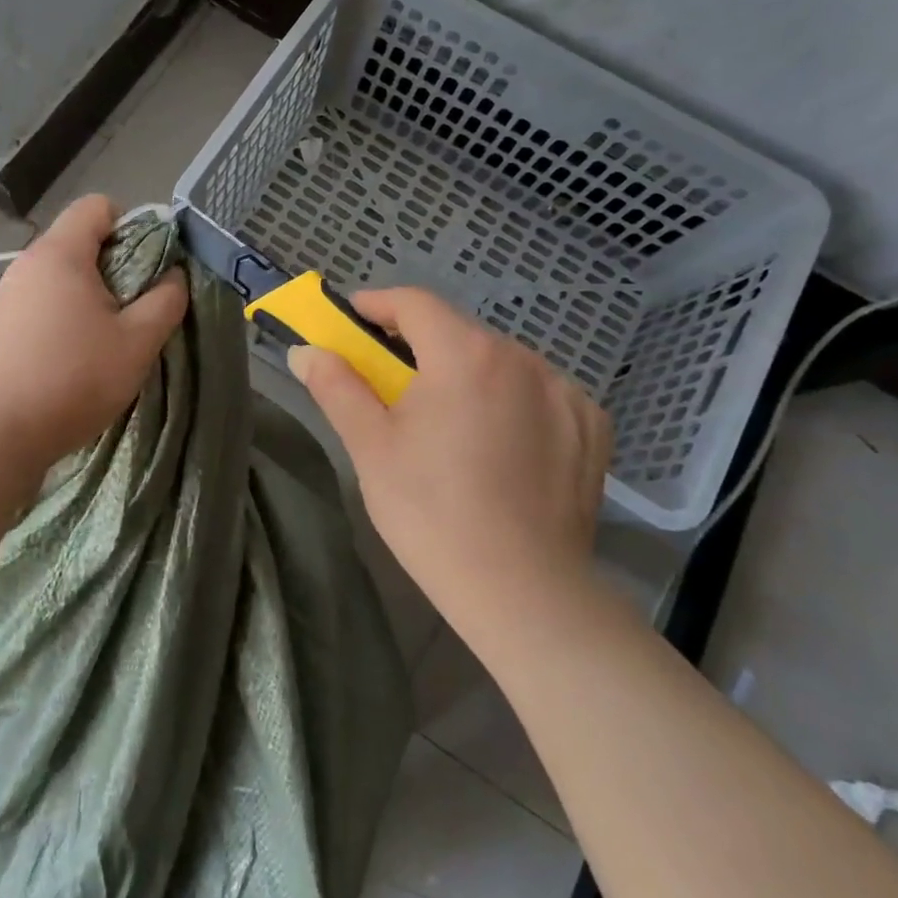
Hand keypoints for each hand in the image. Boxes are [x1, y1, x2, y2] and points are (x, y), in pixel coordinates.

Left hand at [0, 195, 187, 467]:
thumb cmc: (74, 379)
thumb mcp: (138, 341)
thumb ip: (166, 300)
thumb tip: (173, 276)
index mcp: (60, 253)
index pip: (98, 206)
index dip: (132, 226)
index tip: (149, 267)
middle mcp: (29, 263)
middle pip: (81, 240)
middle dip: (117, 265)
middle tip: (137, 308)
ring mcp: (10, 294)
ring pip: (64, 274)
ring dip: (94, 294)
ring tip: (110, 336)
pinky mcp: (1, 324)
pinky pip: (45, 299)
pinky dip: (68, 313)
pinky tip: (77, 354)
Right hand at [287, 287, 610, 652]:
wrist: (524, 593)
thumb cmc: (432, 512)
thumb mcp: (371, 446)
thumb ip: (336, 387)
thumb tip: (306, 351)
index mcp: (464, 354)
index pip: (414, 303)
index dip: (378, 304)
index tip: (353, 319)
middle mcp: (521, 358)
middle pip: (458, 333)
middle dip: (420, 346)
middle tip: (393, 384)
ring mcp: (564, 391)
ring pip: (500, 363)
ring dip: (468, 375)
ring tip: (450, 423)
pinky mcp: (592, 426)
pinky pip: (540, 393)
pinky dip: (513, 402)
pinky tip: (502, 445)